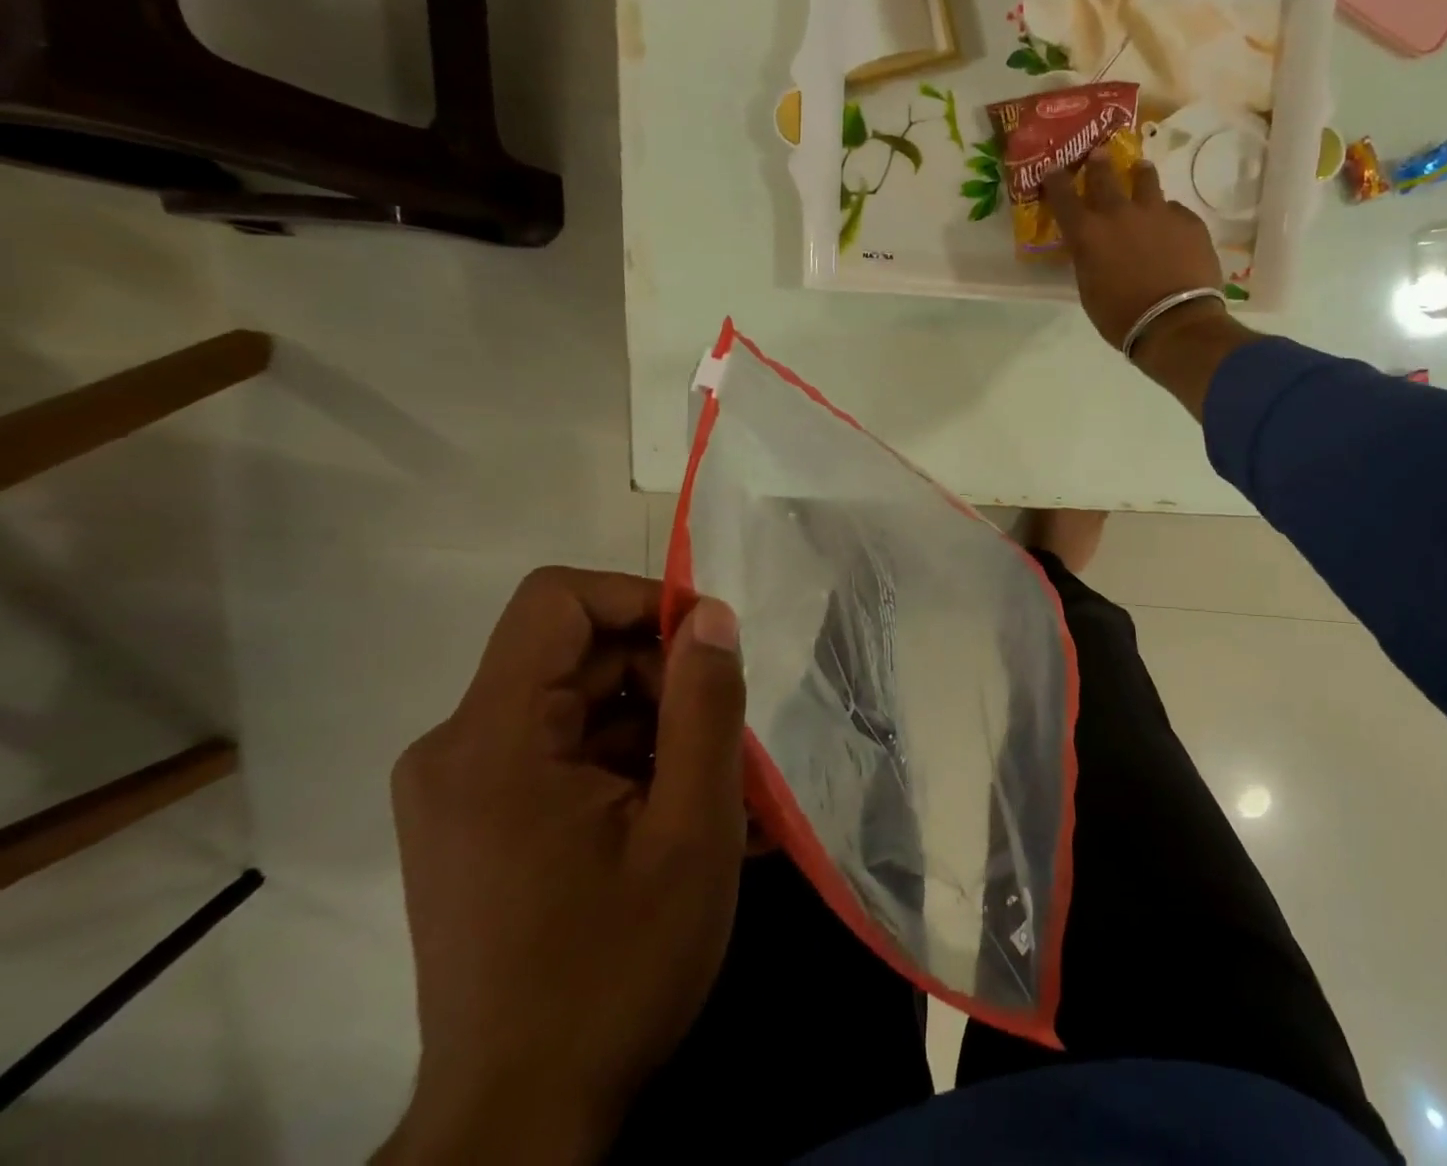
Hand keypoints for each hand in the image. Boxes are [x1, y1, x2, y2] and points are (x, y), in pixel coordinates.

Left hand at [379, 568, 745, 1164]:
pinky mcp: (478, 820)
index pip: (556, 601)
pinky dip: (628, 761)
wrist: (523, 1120)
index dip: (639, 598)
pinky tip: (676, 814)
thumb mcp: (691, 829)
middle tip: (724, 739)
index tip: (708, 641)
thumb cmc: (614, 970)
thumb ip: (706, 706)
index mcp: (492, 741)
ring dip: (655, 725)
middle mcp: (457, 749)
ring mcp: (462, 788)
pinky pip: (564, 749)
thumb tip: (712, 615)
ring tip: (714, 786)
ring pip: (579, 702)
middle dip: (663, 677)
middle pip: (575, 654)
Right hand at [1041, 143, 1222, 348]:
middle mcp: (1119, 213)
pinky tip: (1171, 228)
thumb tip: (1092, 247)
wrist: (1175, 324)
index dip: (1056, 181)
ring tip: (1140, 171)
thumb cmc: (1121, 317)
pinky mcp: (1188, 221)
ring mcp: (1157, 213)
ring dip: (1139, 174)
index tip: (1053, 170)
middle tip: (1098, 154)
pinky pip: (1174, 210)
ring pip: (1146, 179)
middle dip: (1098, 163)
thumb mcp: (1089, 290)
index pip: (1063, 196)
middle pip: (1104, 175)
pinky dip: (1168, 215)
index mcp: (1088, 234)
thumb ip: (1088, 259)